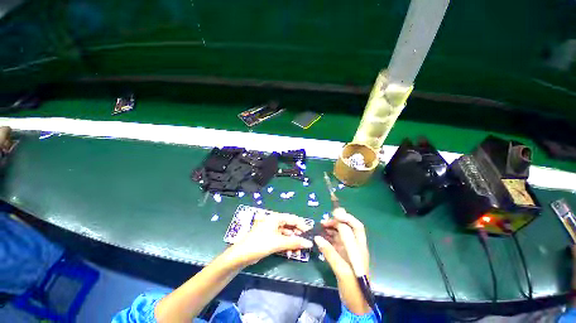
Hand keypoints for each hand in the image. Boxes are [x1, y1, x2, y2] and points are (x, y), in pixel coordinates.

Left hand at [230, 213, 312, 265]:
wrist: (242, 255)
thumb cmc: (260, 244)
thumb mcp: (279, 243)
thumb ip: (295, 242)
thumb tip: (309, 243)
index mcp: (276, 217)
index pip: (293, 219)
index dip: (303, 225)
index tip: (310, 233)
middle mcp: (275, 221)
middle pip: (290, 226)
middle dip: (298, 235)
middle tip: (305, 244)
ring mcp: (272, 229)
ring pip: (286, 234)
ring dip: (292, 242)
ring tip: (298, 251)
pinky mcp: (269, 237)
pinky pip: (281, 239)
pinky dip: (286, 245)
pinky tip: (290, 252)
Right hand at [314, 209, 371, 313]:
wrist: (357, 304)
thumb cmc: (353, 288)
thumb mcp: (341, 271)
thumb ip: (330, 253)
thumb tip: (317, 237)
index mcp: (359, 249)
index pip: (354, 228)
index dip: (345, 218)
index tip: (333, 214)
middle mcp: (356, 246)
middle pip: (351, 227)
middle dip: (340, 220)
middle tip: (326, 220)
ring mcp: (349, 250)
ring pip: (343, 232)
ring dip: (333, 227)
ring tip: (322, 225)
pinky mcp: (344, 254)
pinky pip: (336, 240)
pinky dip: (329, 235)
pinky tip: (322, 235)